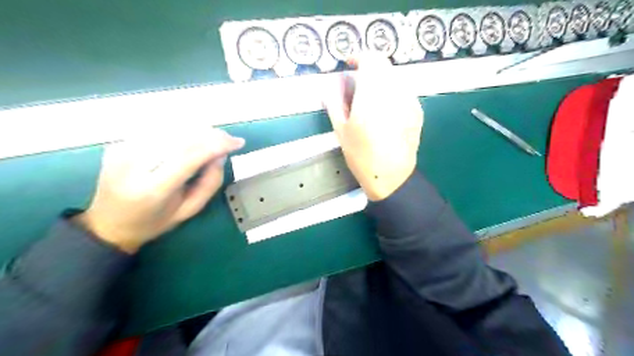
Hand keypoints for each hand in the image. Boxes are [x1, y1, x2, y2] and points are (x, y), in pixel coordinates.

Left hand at [73, 129, 243, 252]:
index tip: (237, 143)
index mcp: (152, 189)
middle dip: (210, 134)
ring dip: (197, 128)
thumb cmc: (154, 222)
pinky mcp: (118, 143)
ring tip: (212, 138)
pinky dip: (180, 128)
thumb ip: (209, 183)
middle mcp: (133, 165)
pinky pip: (156, 128)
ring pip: (169, 127)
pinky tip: (191, 136)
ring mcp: (122, 150)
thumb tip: (220, 155)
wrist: (108, 224)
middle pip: (180, 137)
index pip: (189, 156)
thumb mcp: (189, 210)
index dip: (217, 144)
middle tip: (227, 140)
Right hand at [324, 54, 421, 199]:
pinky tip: (385, 110)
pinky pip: (403, 91)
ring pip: (395, 77)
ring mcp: (409, 101)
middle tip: (358, 84)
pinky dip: (392, 92)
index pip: (371, 60)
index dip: (360, 57)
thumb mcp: (341, 130)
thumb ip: (335, 101)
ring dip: (381, 80)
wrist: (390, 176)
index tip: (350, 64)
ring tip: (370, 99)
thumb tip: (334, 83)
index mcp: (372, 96)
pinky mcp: (417, 110)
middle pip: (384, 66)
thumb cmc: (361, 156)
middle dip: (370, 69)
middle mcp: (394, 93)